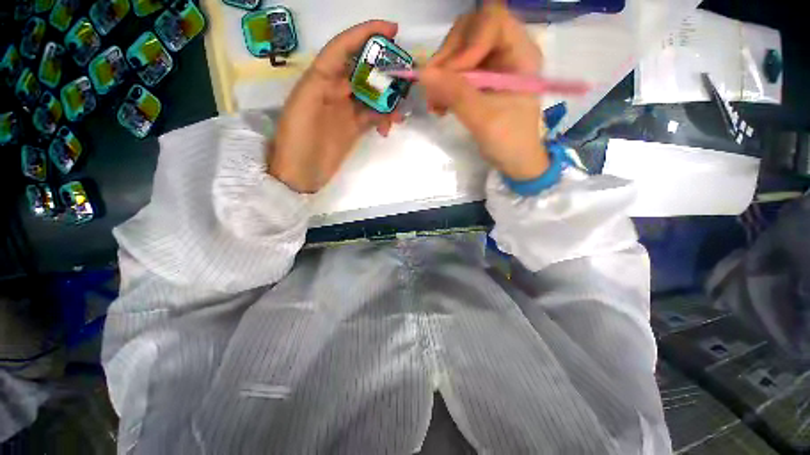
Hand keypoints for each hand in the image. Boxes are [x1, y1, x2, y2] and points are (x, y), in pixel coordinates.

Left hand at [268, 21, 403, 192]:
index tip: (392, 30)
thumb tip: (351, 75)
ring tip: (399, 111)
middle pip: (363, 70)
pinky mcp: (354, 128)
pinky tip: (390, 126)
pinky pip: (373, 116)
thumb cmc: (297, 141)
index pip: (343, 49)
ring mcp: (346, 111)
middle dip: (383, 69)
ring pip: (372, 95)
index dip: (365, 34)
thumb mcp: (304, 107)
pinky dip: (384, 118)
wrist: (300, 174)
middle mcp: (334, 90)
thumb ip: (324, 85)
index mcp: (319, 79)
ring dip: (387, 99)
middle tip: (405, 76)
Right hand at [422, 3, 546, 180]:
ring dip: (440, 76)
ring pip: (457, 52)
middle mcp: (506, 51)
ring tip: (434, 105)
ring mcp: (491, 65)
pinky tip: (439, 107)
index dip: (467, 43)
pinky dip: (442, 87)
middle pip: (469, 31)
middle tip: (434, 90)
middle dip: (447, 60)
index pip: (491, 21)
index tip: (451, 76)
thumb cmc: (510, 142)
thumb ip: (456, 94)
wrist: (514, 161)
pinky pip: (454, 72)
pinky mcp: (479, 80)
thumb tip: (422, 73)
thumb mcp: (484, 119)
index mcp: (520, 53)